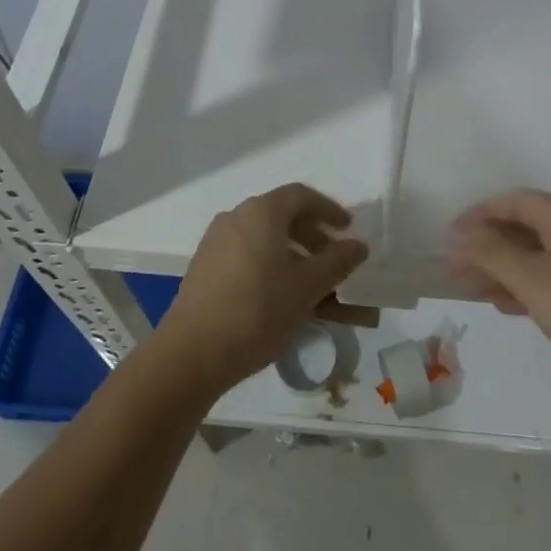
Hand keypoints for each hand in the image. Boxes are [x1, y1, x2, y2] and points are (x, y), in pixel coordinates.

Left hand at [155, 184, 367, 394]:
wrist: (191, 354)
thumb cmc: (257, 311)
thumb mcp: (307, 287)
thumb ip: (337, 262)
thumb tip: (359, 245)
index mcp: (262, 211)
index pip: (302, 196)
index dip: (329, 209)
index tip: (347, 229)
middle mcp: (237, 216)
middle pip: (282, 215)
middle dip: (313, 236)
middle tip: (333, 260)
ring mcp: (217, 242)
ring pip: (265, 239)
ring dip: (293, 255)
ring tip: (312, 285)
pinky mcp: (205, 267)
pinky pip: (247, 255)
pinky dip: (270, 266)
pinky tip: (281, 297)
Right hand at [447, 189, 550, 383]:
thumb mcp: (529, 277)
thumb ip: (489, 252)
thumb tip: (459, 234)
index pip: (512, 201)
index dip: (478, 215)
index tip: (450, 237)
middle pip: (523, 228)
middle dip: (487, 246)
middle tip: (455, 269)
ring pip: (536, 255)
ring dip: (503, 268)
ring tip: (473, 289)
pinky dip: (526, 286)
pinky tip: (508, 306)